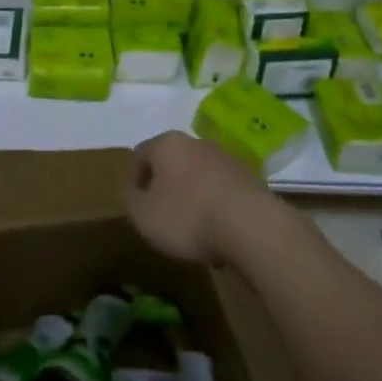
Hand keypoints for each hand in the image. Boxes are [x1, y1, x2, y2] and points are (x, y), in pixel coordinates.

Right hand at [123, 130, 275, 265]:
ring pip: (199, 178)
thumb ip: (129, 200)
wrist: (252, 226)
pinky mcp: (250, 179)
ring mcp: (227, 159)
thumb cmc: (188, 216)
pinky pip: (222, 193)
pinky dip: (217, 210)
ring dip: (193, 201)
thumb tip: (131, 191)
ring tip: (194, 235)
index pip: (140, 154)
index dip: (133, 181)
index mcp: (167, 144)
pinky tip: (220, 237)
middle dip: (165, 190)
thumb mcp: (143, 215)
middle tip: (163, 220)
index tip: (137, 207)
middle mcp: (197, 143)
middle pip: (172, 164)